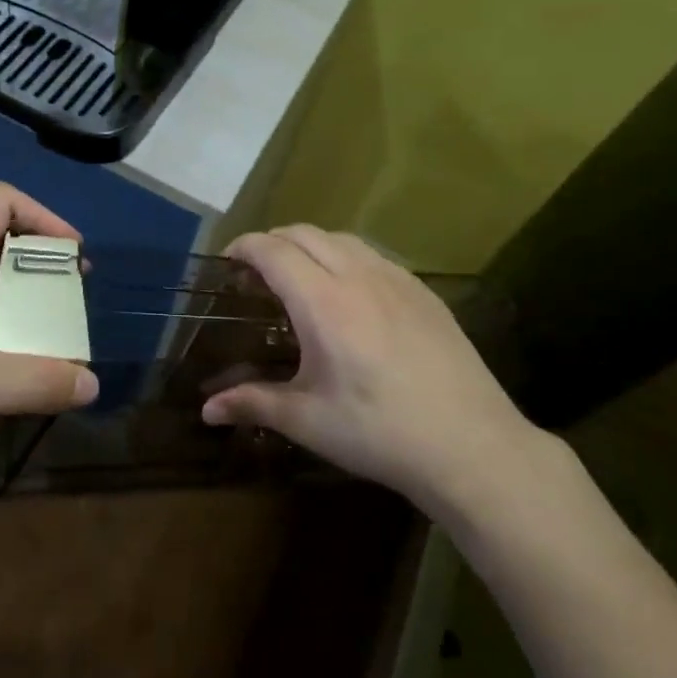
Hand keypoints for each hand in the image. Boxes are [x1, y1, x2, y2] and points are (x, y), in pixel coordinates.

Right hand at [202, 226, 539, 514]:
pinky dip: (346, 257)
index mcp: (323, 302)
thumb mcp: (308, 420)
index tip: (227, 261)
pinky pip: (374, 255)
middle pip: (305, 233)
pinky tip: (349, 293)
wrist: (469, 444)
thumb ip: (253, 403)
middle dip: (273, 241)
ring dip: (310, 244)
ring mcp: (397, 280)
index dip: (244, 247)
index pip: (273, 250)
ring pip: (342, 238)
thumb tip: (207, 410)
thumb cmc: (378, 432)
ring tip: (299, 276)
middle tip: (256, 272)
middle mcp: (358, 276)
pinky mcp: (424, 293)